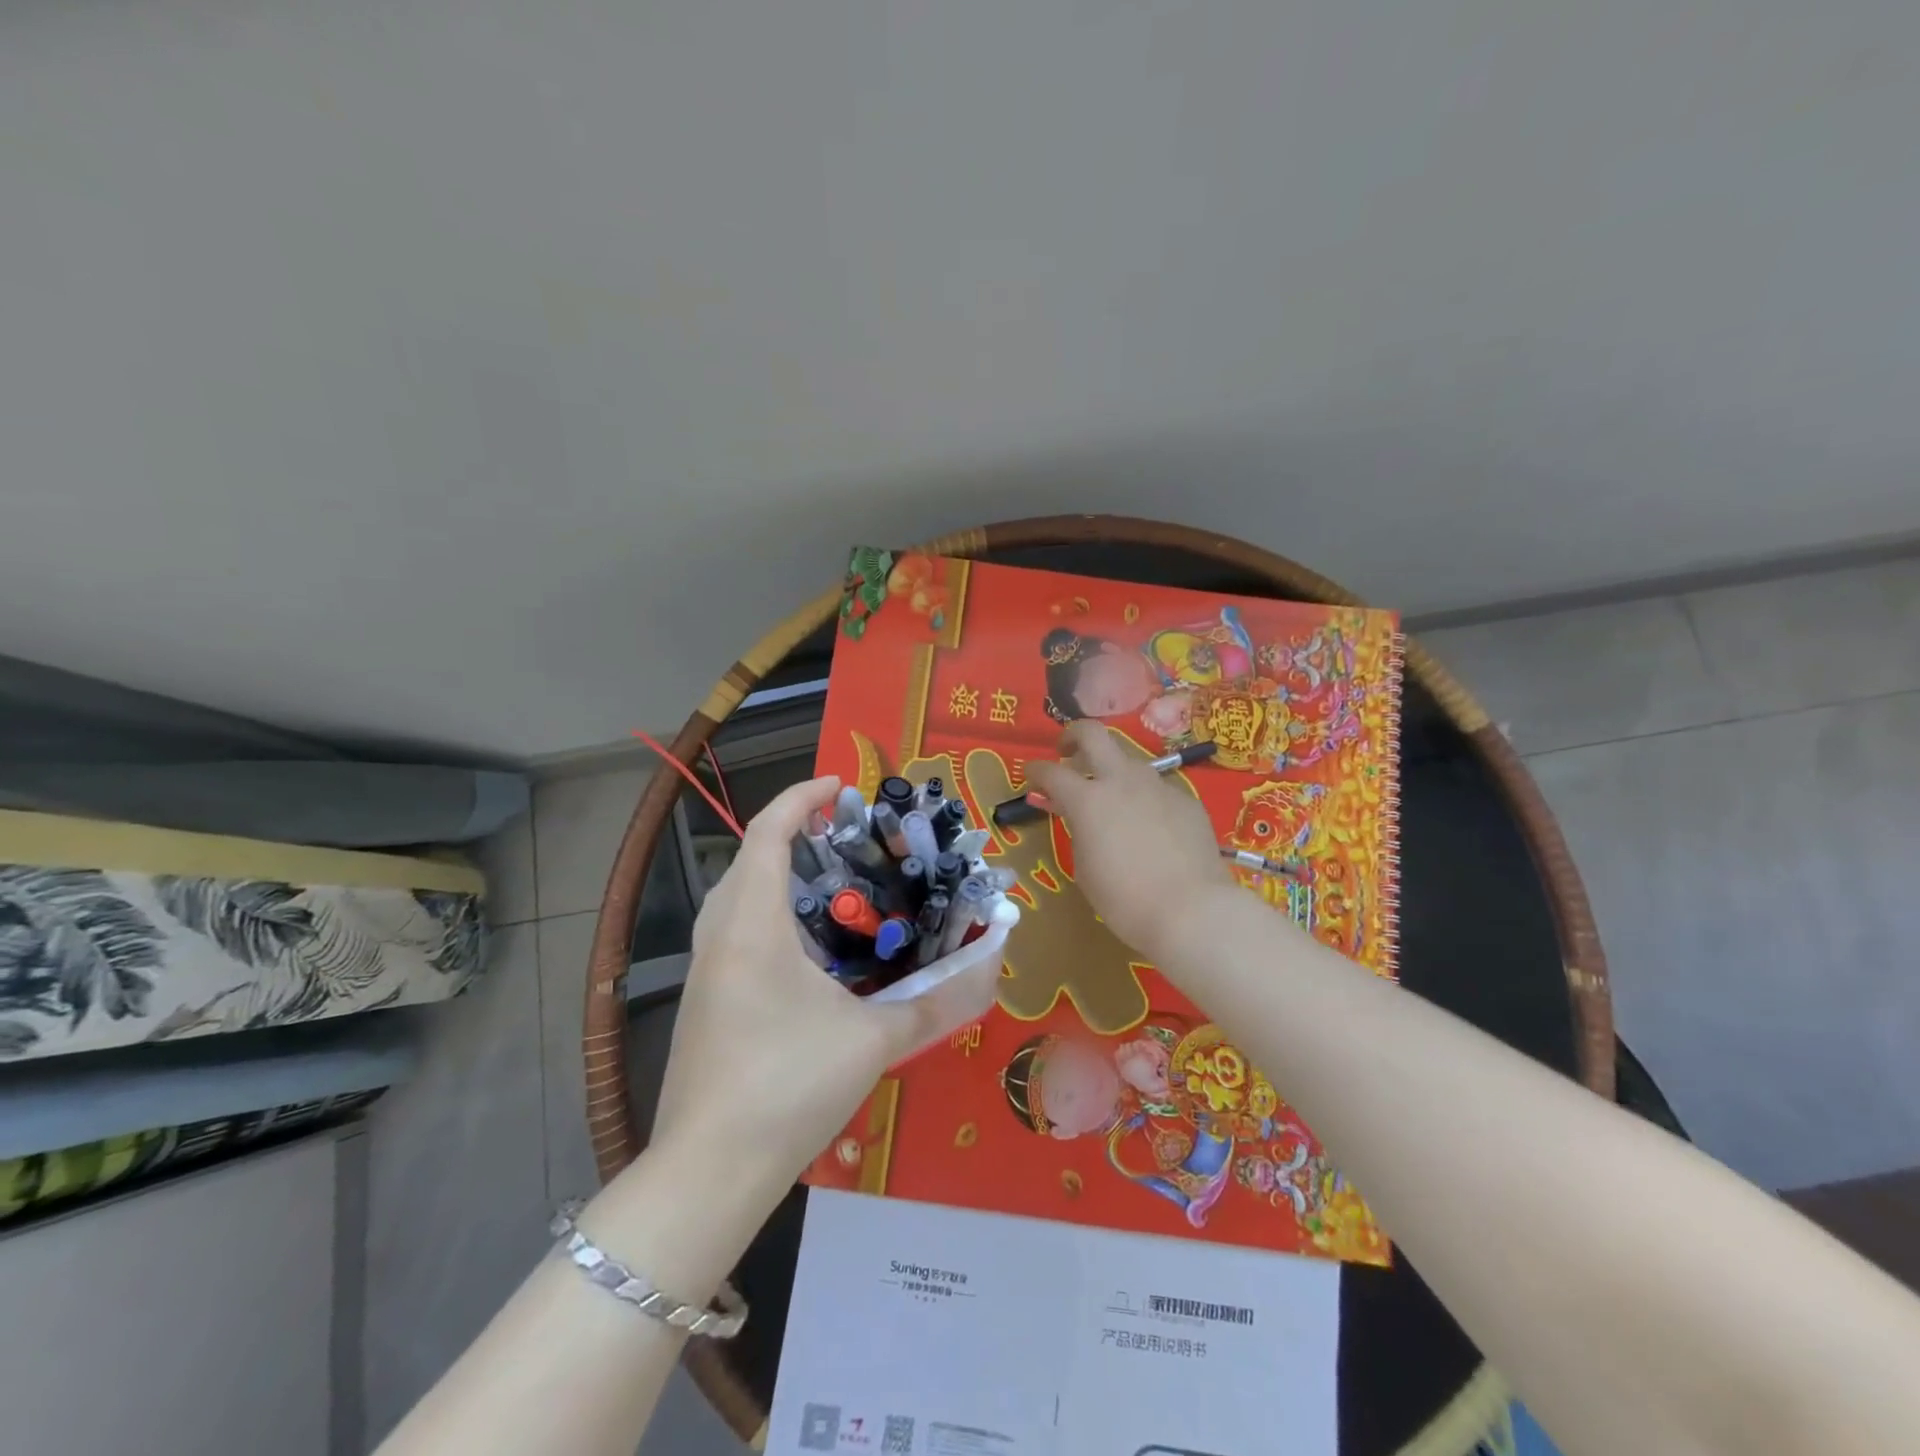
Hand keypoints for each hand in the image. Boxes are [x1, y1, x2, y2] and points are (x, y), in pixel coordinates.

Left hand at [652, 776, 999, 1194]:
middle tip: (844, 834)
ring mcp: (704, 972)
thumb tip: (987, 972)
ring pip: (734, 897)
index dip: (799, 799)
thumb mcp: (871, 1041)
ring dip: (774, 873)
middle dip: (791, 832)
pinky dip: (766, 913)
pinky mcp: (705, 1002)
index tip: (839, 786)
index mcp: (751, 927)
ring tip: (828, 882)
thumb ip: (933, 1003)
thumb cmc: (787, 1086)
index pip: (767, 835)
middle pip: (747, 859)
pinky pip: (733, 932)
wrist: (706, 1174)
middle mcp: (719, 937)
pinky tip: (805, 948)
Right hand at [1024, 722, 1233, 966]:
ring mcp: (1158, 786)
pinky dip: (1144, 798)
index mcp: (1088, 799)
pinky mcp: (1187, 800)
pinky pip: (1158, 789)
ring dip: (1113, 770)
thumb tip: (1081, 817)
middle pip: (1093, 734)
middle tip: (1067, 752)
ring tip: (1112, 798)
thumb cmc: (1125, 900)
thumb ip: (1079, 831)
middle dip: (1073, 735)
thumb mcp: (1085, 868)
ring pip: (1129, 760)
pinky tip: (1150, 826)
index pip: (1051, 772)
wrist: (1192, 911)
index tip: (1031, 775)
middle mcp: (1122, 781)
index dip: (1036, 770)